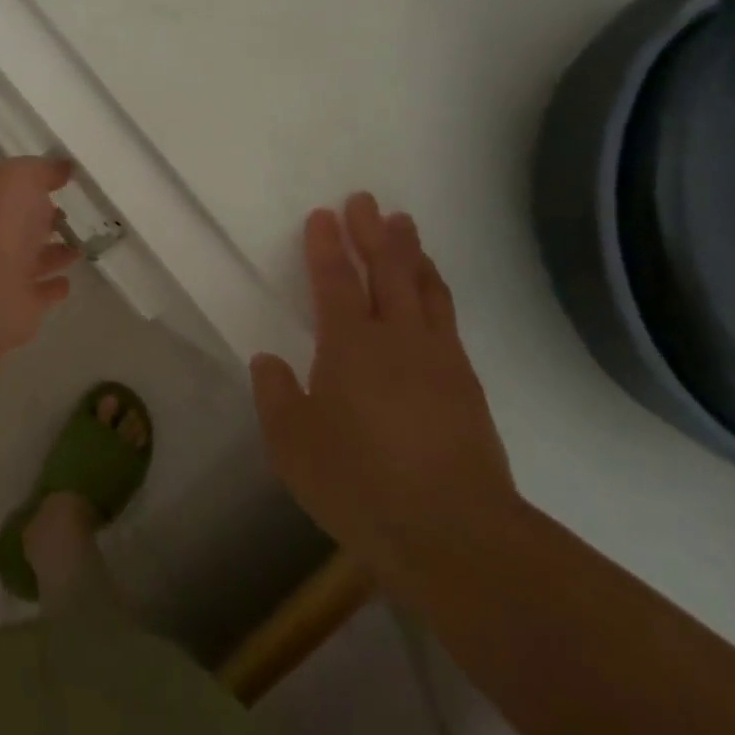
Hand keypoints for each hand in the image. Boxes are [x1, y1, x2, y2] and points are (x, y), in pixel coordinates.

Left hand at [0, 157, 77, 353]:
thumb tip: (62, 167)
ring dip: (53, 254)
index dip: (34, 182)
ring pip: (32, 259)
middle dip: (43, 219)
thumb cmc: (0, 222)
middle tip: (72, 214)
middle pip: (20, 225)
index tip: (64, 180)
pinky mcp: (18, 305)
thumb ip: (42, 170)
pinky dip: (52, 287)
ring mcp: (3, 273)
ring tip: (80, 246)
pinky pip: (40, 293)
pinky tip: (68, 281)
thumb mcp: (21, 177)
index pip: (10, 189)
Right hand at [250, 195, 516, 562]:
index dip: (326, 246)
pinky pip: (447, 315)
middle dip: (373, 232)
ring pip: (425, 287)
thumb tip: (269, 360)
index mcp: (350, 346)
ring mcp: (438, 357)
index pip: (336, 281)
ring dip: (411, 252)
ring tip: (404, 226)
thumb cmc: (361, 485)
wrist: (456, 534)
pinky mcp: (466, 382)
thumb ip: (277, 396)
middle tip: (366, 201)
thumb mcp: (294, 447)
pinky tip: (433, 288)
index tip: (323, 215)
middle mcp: (397, 338)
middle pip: (387, 270)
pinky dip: (436, 288)